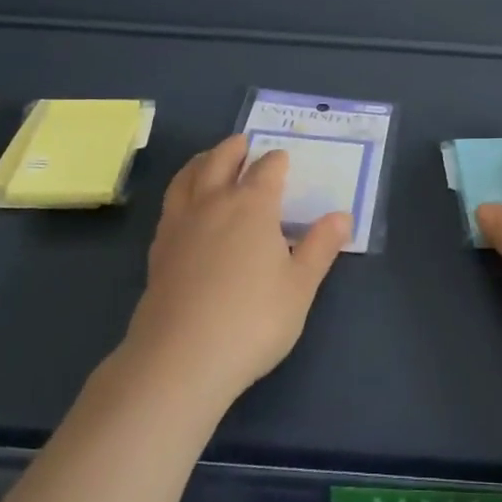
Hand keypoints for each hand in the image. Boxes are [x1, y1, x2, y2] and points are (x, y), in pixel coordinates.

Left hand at [122, 135, 350, 407]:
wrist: (181, 359)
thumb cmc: (252, 320)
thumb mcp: (300, 287)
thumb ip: (321, 248)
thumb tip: (342, 216)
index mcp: (252, 206)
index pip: (267, 169)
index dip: (277, 161)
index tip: (283, 159)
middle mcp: (214, 203)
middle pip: (221, 160)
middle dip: (235, 148)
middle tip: (243, 142)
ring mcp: (181, 224)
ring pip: (188, 177)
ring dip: (202, 161)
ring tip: (209, 159)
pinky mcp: (159, 249)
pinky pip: (171, 204)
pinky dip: (182, 190)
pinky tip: (186, 206)